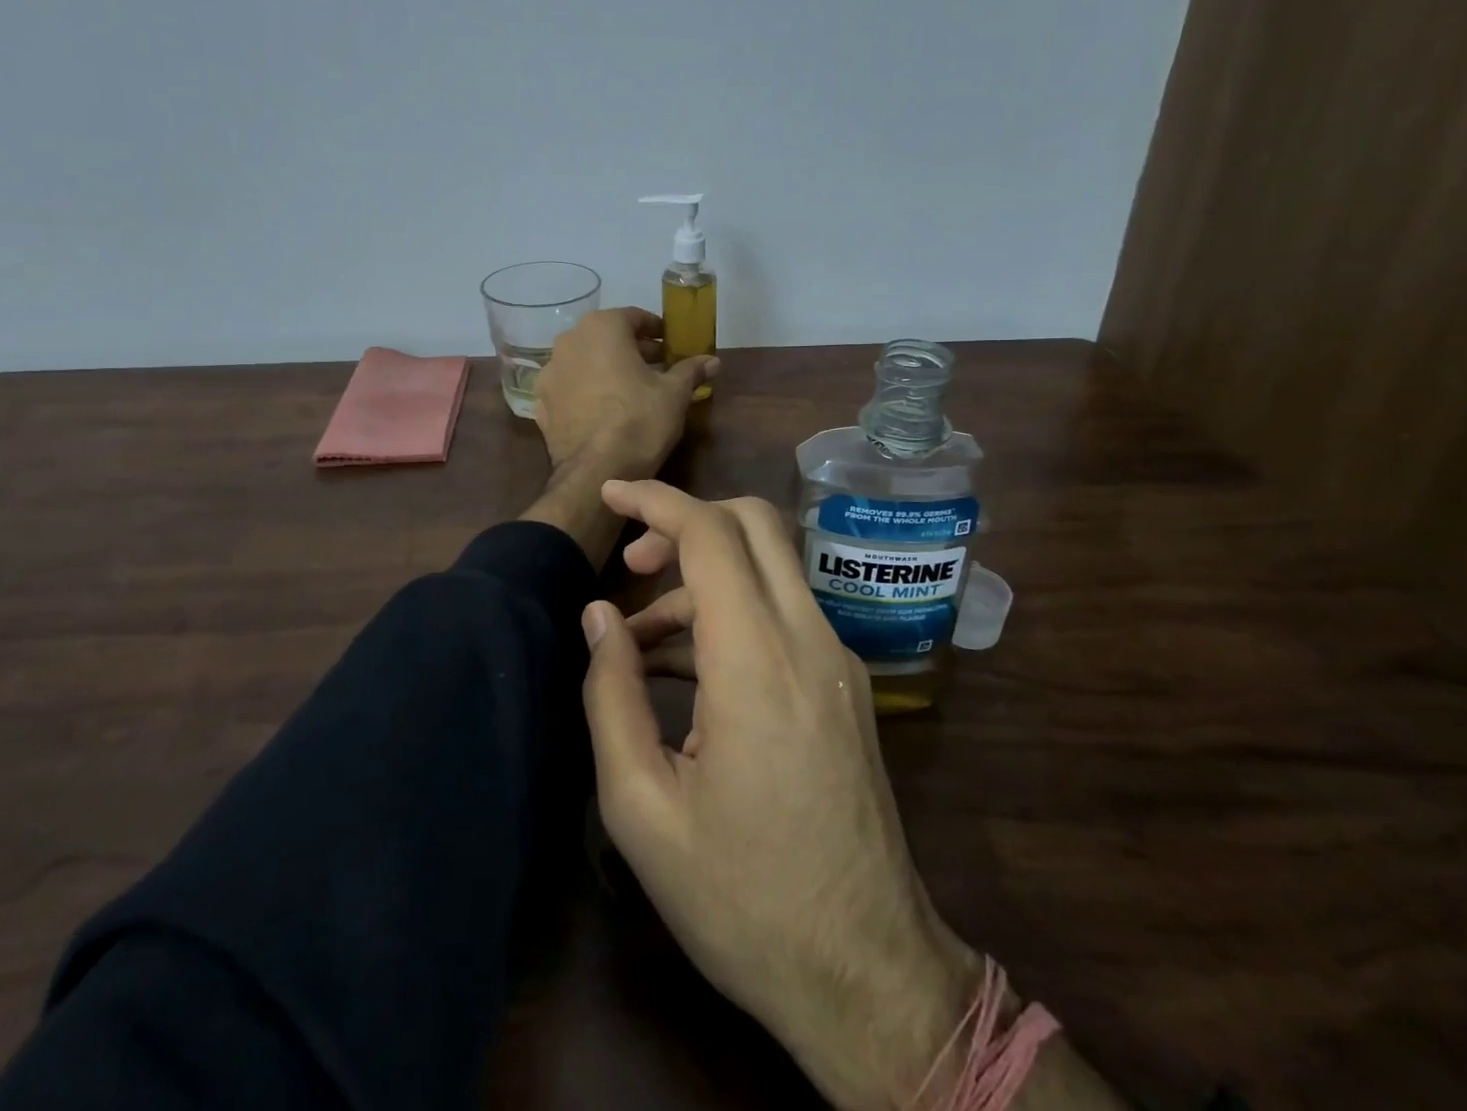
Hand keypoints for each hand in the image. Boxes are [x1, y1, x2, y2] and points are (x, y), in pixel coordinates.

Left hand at [533, 308, 716, 478]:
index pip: (634, 317)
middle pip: (606, 337)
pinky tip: (605, 410)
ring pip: (584, 362)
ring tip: (631, 389)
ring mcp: (549, 373)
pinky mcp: (541, 403)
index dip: (656, 330)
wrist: (595, 472)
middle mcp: (568, 341)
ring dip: (607, 369)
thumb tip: (713, 360)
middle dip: (632, 349)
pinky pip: (570, 388)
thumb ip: (691, 370)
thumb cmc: (640, 420)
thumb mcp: (674, 394)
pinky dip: (587, 392)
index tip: (671, 345)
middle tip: (658, 367)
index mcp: (601, 328)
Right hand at [578, 480, 978, 1110]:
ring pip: (771, 564)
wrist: (866, 973)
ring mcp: (838, 659)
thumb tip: (599, 616)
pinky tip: (687, 670)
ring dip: (704, 574)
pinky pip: (784, 610)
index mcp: (758, 665)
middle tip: (632, 562)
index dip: (657, 500)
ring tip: (641, 640)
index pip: (711, 535)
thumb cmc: (742, 901)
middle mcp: (810, 641)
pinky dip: (732, 610)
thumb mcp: (643, 809)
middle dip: (687, 519)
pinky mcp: (846, 683)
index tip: (612, 493)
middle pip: (756, 523)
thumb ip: (612, 695)